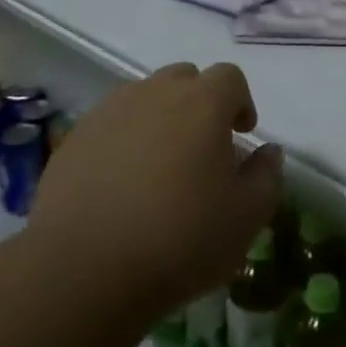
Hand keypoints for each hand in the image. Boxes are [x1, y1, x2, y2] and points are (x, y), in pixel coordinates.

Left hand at [29, 64, 283, 318]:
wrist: (84, 269)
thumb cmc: (179, 240)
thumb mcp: (245, 218)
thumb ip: (266, 176)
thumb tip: (268, 151)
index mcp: (202, 102)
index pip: (229, 78)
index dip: (240, 101)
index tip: (242, 134)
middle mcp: (156, 92)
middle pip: (185, 79)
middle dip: (199, 103)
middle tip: (202, 148)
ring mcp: (111, 110)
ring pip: (145, 97)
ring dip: (160, 118)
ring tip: (160, 166)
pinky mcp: (77, 135)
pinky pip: (111, 123)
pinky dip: (124, 139)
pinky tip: (122, 183)